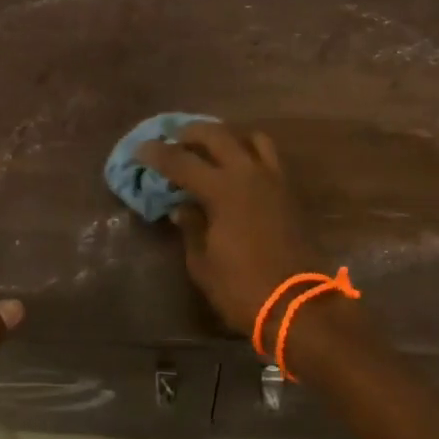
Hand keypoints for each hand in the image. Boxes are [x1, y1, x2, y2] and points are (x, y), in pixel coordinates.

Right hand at [137, 121, 324, 335]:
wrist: (298, 305)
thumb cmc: (242, 288)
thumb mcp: (203, 264)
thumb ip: (191, 227)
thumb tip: (182, 207)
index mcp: (223, 190)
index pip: (182, 161)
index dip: (158, 153)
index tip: (140, 149)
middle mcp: (249, 174)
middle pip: (217, 135)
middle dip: (192, 133)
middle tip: (174, 140)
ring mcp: (274, 179)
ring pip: (251, 138)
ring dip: (228, 137)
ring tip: (212, 149)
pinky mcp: (290, 191)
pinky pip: (269, 157)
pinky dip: (250, 152)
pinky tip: (239, 169)